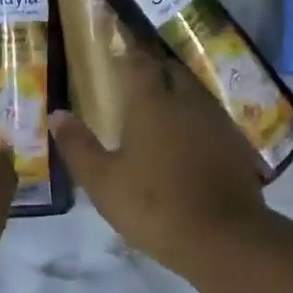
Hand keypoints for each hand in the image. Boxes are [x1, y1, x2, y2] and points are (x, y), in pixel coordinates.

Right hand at [48, 52, 271, 273]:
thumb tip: (56, 115)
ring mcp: (217, 120)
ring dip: (177, 94)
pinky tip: (188, 140)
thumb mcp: (103, 182)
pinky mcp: (236, 142)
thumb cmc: (154, 206)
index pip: (139, 63)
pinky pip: (211, 117)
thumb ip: (78, 146)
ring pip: (194, 92)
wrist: (224, 237)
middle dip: (153, 71)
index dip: (126, 56)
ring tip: (159, 111)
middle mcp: (188, 100)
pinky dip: (196, 120)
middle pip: (170, 70)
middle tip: (135, 85)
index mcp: (152, 102)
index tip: (115, 57)